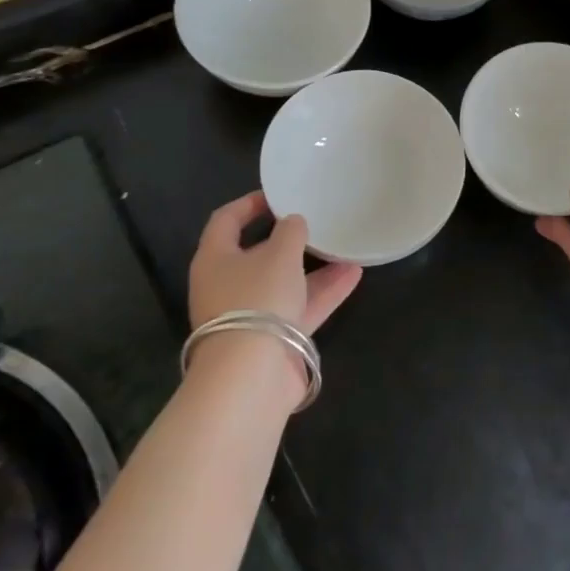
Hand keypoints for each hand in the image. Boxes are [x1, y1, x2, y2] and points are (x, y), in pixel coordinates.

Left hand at [188, 191, 362, 333]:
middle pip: (257, 253)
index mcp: (215, 259)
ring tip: (346, 246)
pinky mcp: (272, 338)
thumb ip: (291, 231)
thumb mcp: (279, 254)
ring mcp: (250, 314)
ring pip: (284, 281)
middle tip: (316, 221)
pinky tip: (354, 275)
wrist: (251, 376)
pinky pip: (300, 306)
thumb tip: (293, 223)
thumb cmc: (257, 299)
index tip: (279, 195)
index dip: (250, 204)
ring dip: (314, 266)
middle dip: (289, 239)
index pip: (226, 220)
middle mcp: (227, 285)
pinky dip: (324, 291)